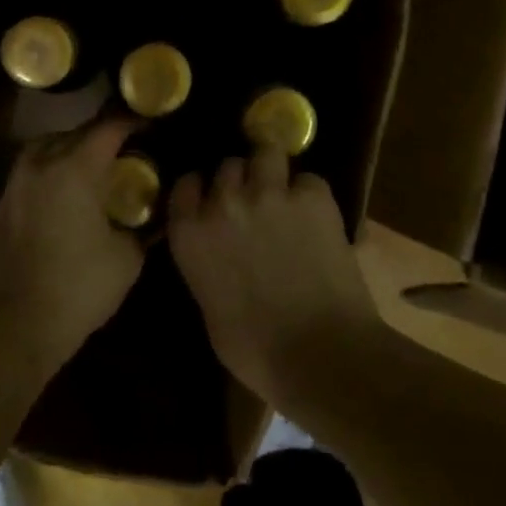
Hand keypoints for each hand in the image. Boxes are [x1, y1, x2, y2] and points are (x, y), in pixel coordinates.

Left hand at [0, 116, 145, 359]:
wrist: (21, 323)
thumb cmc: (81, 287)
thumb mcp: (128, 256)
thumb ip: (146, 225)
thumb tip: (162, 212)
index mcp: (75, 168)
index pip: (109, 128)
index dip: (133, 121)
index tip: (153, 122)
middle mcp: (42, 163)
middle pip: (78, 132)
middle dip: (105, 135)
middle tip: (131, 146)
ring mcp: (17, 182)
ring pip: (49, 146)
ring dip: (74, 147)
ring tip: (97, 165)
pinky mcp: (4, 202)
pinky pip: (33, 168)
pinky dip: (53, 168)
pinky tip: (69, 190)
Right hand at [167, 146, 381, 399]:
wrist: (320, 353)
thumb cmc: (255, 349)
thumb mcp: (210, 307)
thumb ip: (206, 265)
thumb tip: (218, 255)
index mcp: (190, 234)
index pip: (185, 185)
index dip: (201, 190)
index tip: (211, 201)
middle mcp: (224, 202)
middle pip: (227, 166)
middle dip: (239, 181)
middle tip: (254, 202)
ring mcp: (270, 193)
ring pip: (266, 152)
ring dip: (272, 169)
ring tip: (284, 191)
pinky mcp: (313, 196)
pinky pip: (308, 179)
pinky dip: (311, 194)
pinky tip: (317, 217)